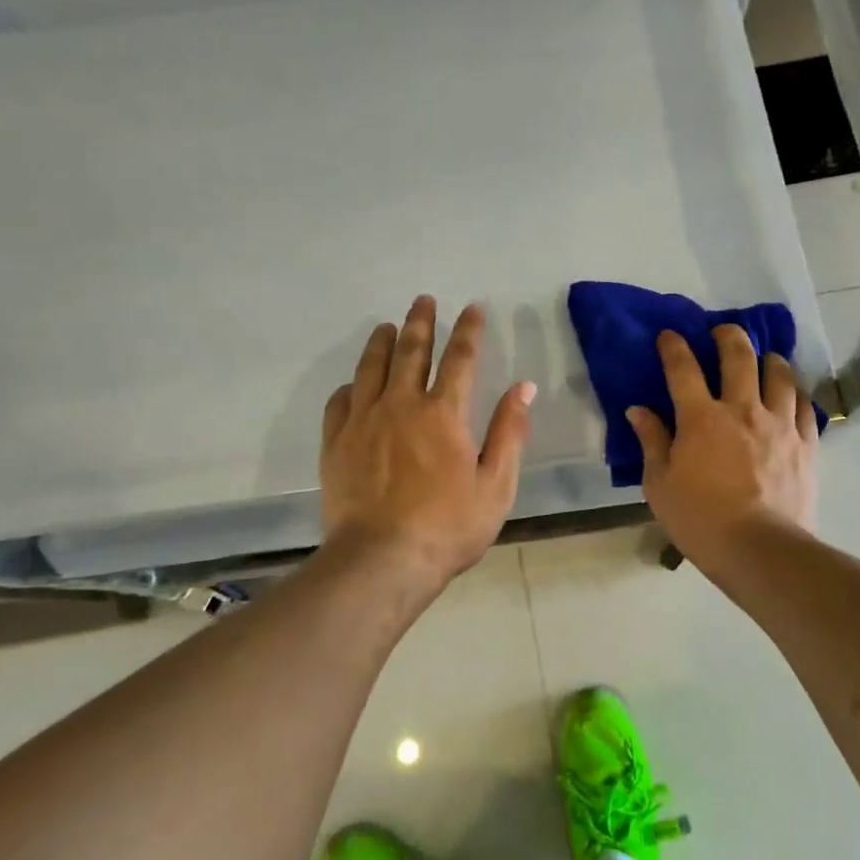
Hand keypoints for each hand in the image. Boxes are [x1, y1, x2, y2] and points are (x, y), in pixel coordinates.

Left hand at [320, 296, 534, 595]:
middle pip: (411, 351)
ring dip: (382, 342)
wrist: (381, 560)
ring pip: (371, 368)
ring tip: (387, 326)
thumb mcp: (496, 485)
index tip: (473, 308)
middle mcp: (402, 405)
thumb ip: (509, 432)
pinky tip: (353, 383)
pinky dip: (350, 386)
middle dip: (422, 322)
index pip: (461, 358)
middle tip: (424, 300)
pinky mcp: (336, 442)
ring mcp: (363, 421)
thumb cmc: (448, 527)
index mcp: (444, 413)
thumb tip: (523, 387)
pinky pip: (340, 402)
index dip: (469, 330)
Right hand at [627, 326, 819, 563]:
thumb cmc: (699, 520)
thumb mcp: (659, 485)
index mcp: (701, 418)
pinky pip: (805, 406)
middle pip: (739, 356)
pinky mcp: (806, 444)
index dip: (674, 346)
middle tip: (721, 332)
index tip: (669, 335)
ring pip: (779, 374)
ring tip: (765, 359)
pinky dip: (795, 394)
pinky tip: (791, 396)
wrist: (760, 550)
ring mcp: (779, 424)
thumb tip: (639, 410)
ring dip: (769, 359)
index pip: (683, 369)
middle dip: (727, 336)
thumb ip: (652, 441)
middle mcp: (742, 409)